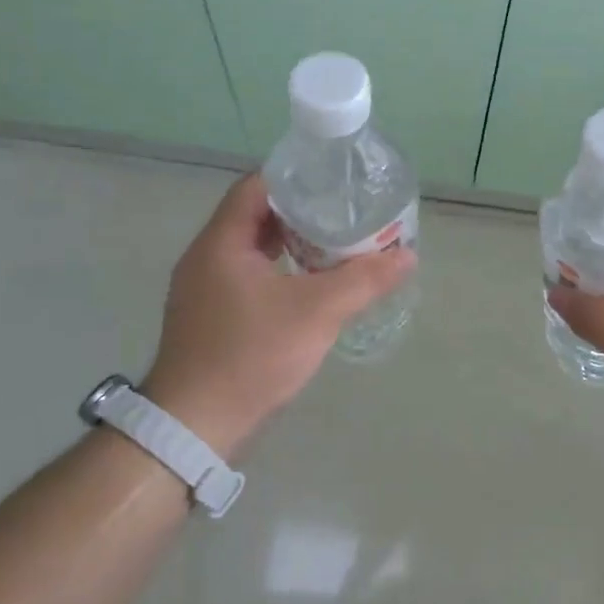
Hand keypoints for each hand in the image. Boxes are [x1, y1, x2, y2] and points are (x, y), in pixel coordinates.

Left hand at [139, 173, 413, 459]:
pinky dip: (279, 272)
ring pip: (252, 251)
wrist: (197, 425)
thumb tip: (407, 255)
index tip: (334, 182)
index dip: (296, 178)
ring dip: (291, 245)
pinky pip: (247, 278)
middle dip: (301, 213)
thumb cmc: (252, 355)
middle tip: (344, 214)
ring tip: (335, 247)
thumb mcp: (317, 312)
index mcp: (221, 243)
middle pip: (255, 217)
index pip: (256, 187)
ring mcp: (204, 290)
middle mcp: (206, 258)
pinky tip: (309, 288)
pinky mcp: (210, 317)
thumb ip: (364, 280)